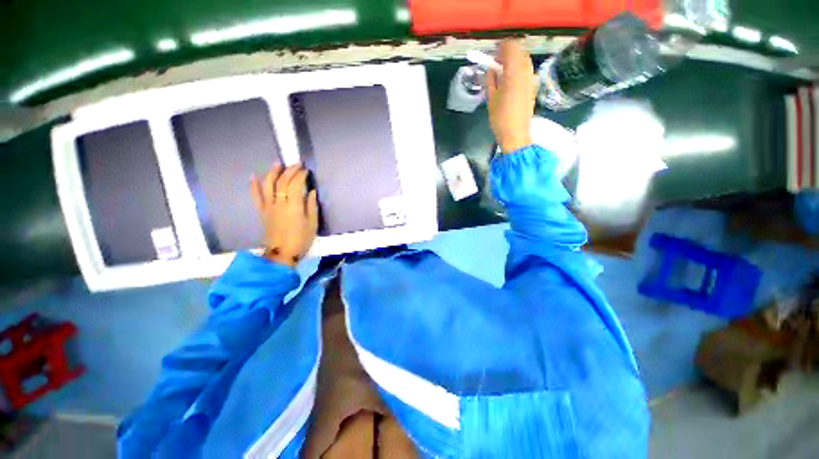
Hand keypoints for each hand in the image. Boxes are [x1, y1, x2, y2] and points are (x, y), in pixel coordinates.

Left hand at [251, 163, 318, 266]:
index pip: (295, 185)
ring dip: (272, 172)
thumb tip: (311, 191)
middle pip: (282, 182)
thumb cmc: (301, 239)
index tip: (306, 170)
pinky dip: (254, 185)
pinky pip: (256, 196)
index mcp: (294, 207)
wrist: (282, 254)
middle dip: (289, 171)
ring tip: (277, 163)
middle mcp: (279, 203)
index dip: (301, 176)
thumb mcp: (313, 224)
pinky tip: (253, 176)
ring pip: (267, 185)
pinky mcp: (262, 212)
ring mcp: (268, 207)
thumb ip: (311, 206)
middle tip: (297, 164)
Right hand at [485, 40, 536, 152]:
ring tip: (501, 72)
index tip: (491, 54)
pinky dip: (517, 69)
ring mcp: (531, 78)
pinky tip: (509, 80)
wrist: (516, 134)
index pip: (510, 47)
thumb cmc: (500, 118)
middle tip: (495, 63)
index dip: (500, 47)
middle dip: (507, 53)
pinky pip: (526, 70)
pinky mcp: (533, 86)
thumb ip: (491, 80)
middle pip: (519, 51)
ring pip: (524, 60)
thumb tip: (491, 68)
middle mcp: (526, 71)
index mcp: (514, 72)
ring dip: (513, 61)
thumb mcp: (491, 98)